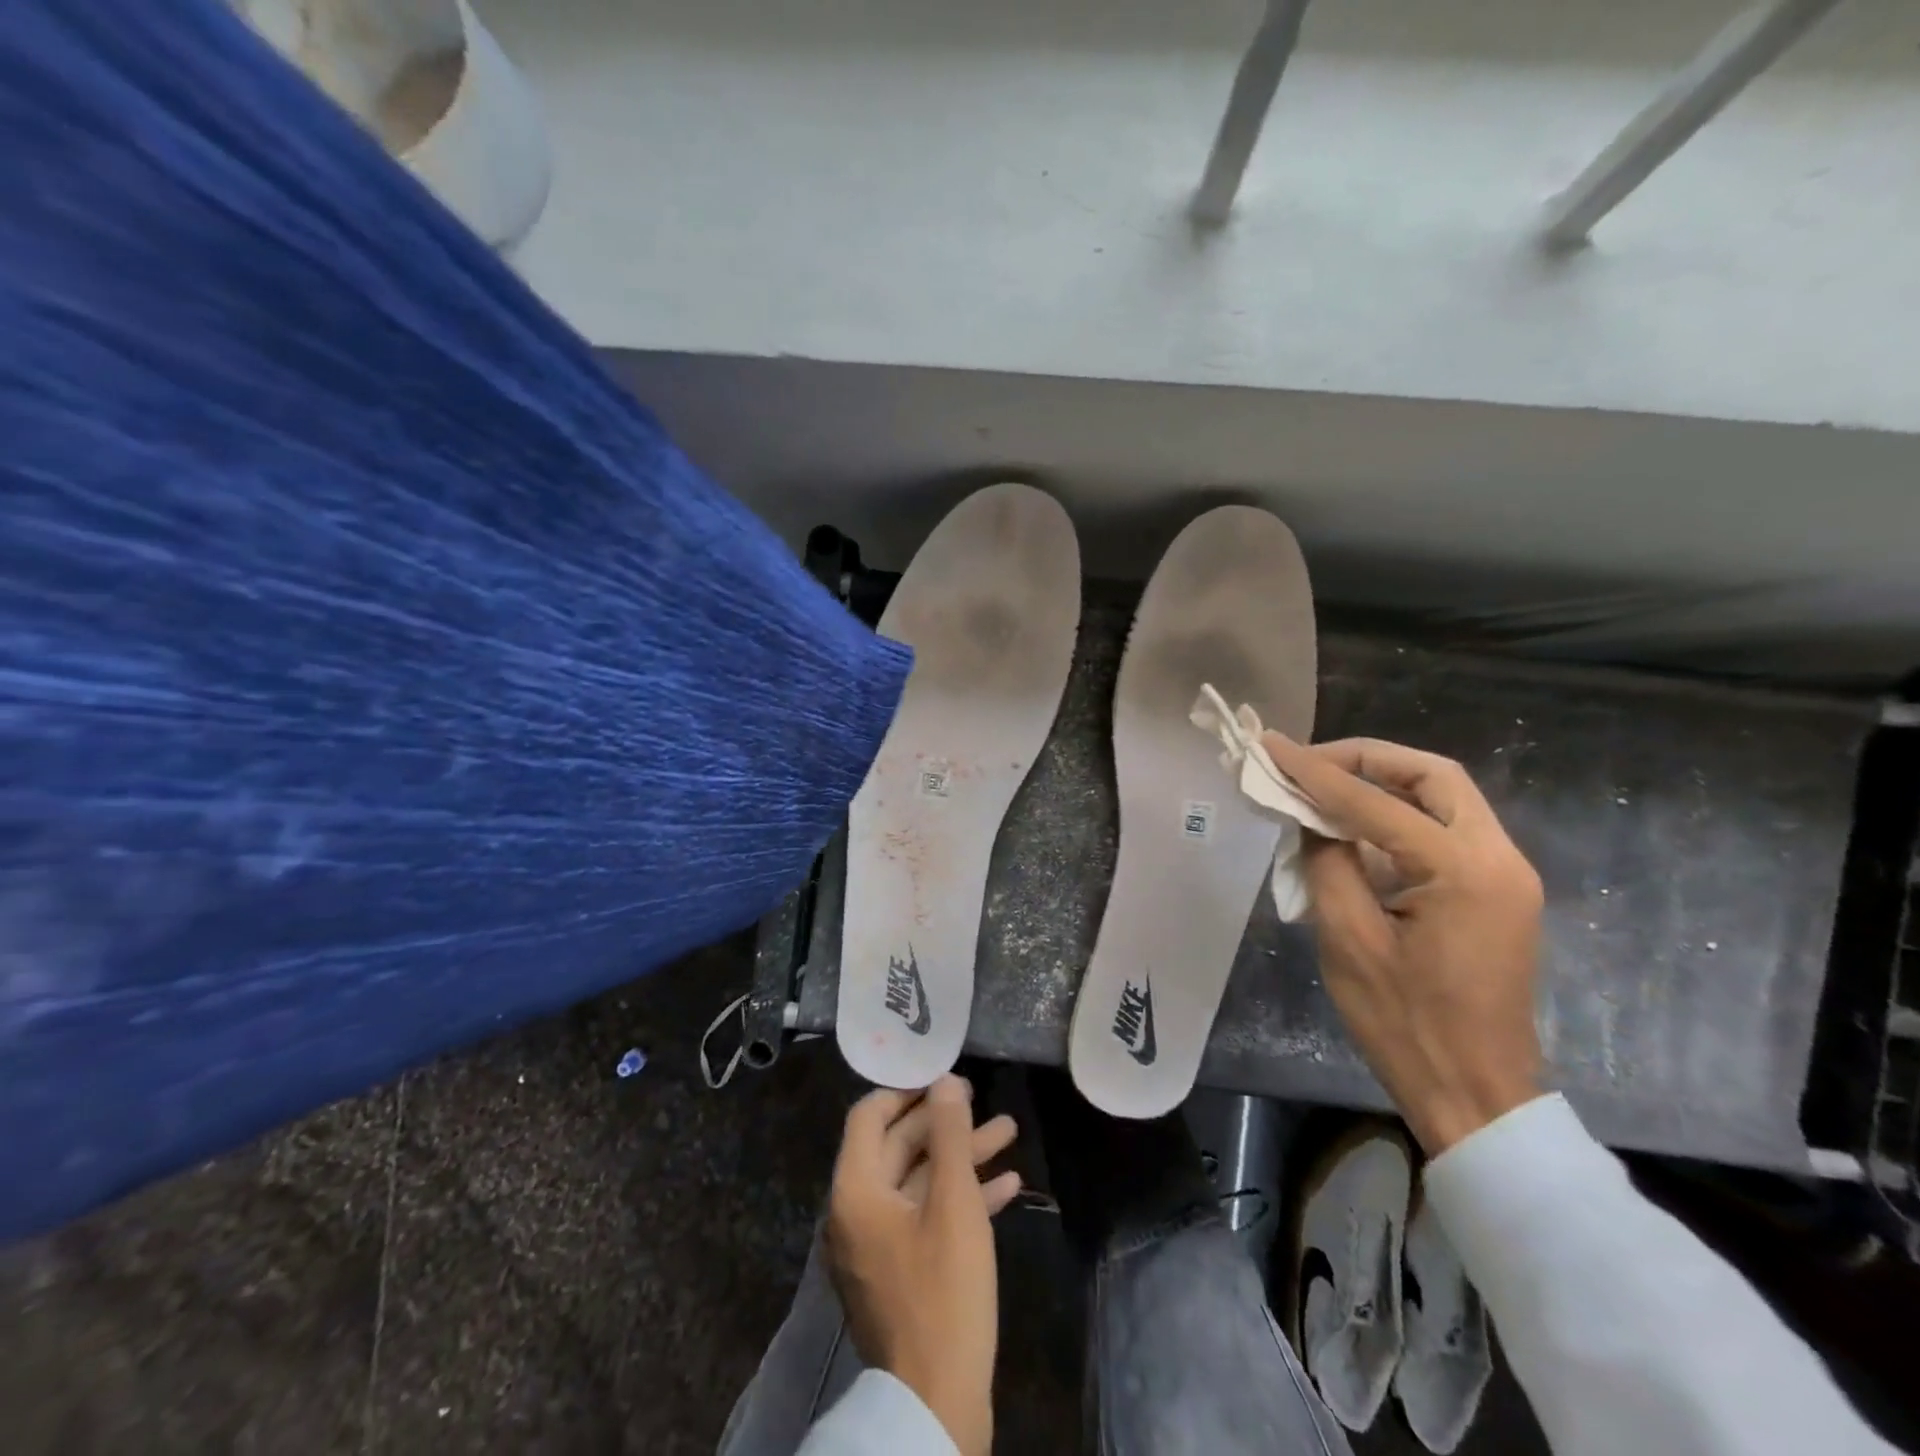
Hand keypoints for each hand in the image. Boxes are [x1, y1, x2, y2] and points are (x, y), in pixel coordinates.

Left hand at [825, 1076, 1020, 1455]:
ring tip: (1009, 1132)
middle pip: (898, 1147)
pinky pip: (926, 1218)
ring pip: (918, 1182)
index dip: (905, 1090)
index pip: (869, 1116)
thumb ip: (949, 1136)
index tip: (942, 1076)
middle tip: (984, 1101)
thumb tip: (944, 1081)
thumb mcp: (953, 1203)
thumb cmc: (943, 1291)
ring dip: (960, 1157)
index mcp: (855, 1190)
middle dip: (945, 1124)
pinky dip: (960, 1198)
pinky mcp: (900, 1273)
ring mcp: (878, 1246)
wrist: (937, 1405)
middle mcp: (857, 1212)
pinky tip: (1006, 1187)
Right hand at [1263, 734, 1545, 1155]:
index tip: (1271, 746)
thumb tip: (1310, 817)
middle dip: (1366, 759)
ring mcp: (1505, 875)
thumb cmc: (1405, 1023)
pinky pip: (1445, 831)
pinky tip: (1354, 830)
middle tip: (1310, 763)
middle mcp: (1498, 859)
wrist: (1475, 1094)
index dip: (1316, 771)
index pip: (1377, 802)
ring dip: (1383, 784)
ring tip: (1323, 788)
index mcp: (1463, 871)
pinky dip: (1398, 816)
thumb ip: (1328, 862)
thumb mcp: (1348, 939)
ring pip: (1444, 798)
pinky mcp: (1497, 893)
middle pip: (1433, 776)